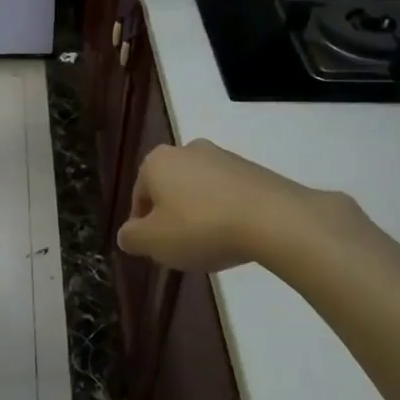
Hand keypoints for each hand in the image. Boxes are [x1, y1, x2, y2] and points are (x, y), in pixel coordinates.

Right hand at [117, 139, 336, 271]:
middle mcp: (187, 150)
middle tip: (181, 247)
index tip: (156, 249)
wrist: (273, 219)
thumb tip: (127, 234)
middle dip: (172, 216)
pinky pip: (228, 193)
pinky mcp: (253, 169)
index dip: (143, 226)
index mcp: (157, 162)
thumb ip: (131, 238)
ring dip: (199, 214)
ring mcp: (223, 156)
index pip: (139, 197)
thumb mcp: (153, 242)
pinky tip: (235, 235)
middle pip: (170, 189)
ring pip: (199, 190)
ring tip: (212, 244)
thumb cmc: (200, 228)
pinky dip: (226, 212)